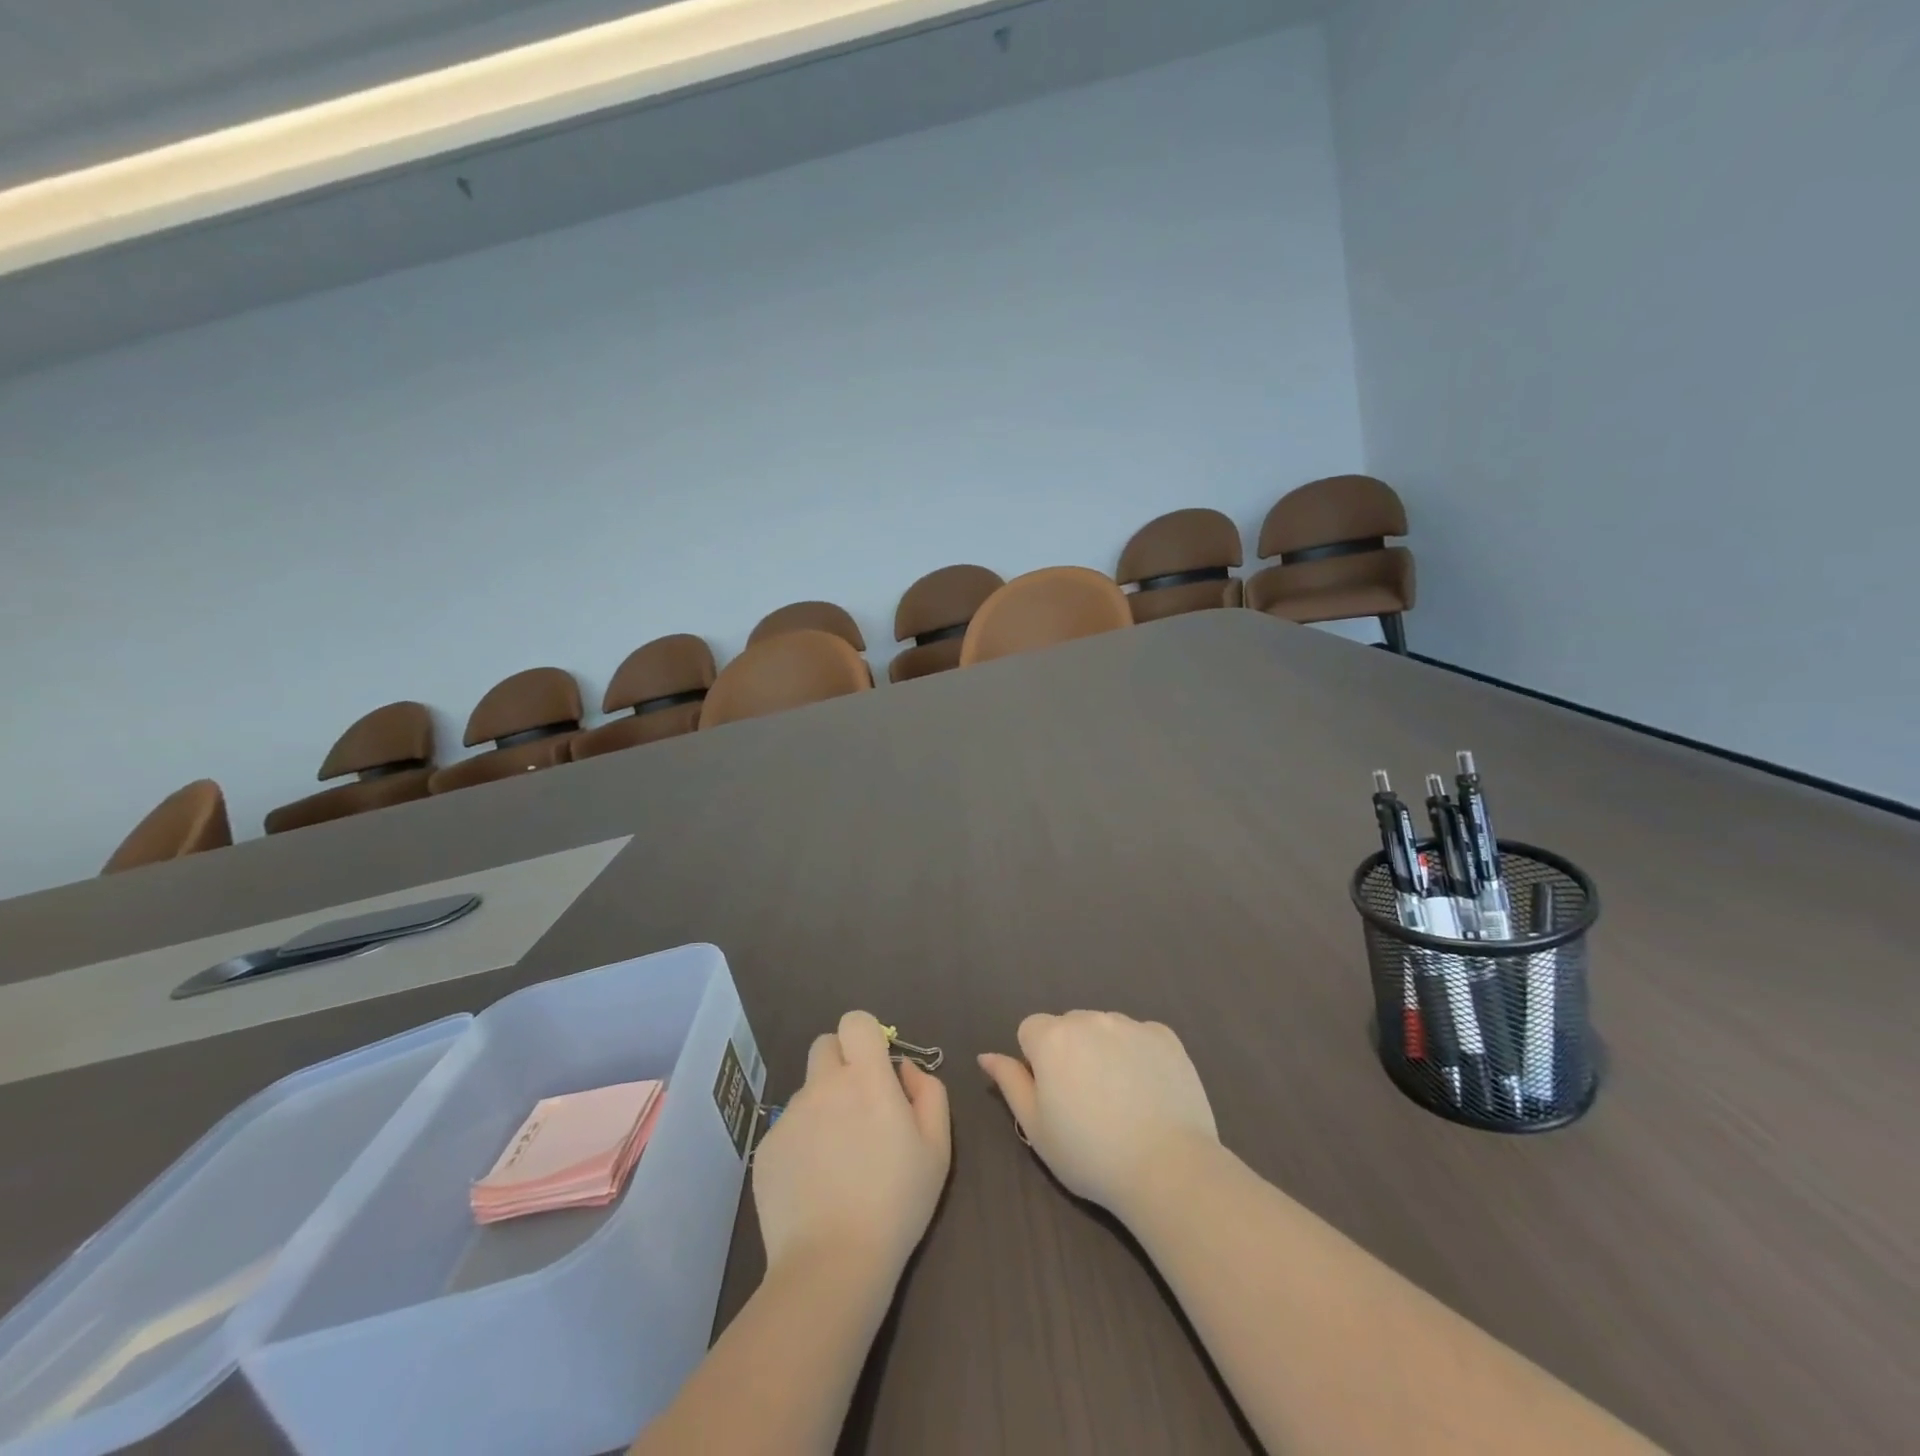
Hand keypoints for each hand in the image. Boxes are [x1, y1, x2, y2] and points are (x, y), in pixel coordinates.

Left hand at [752, 1011, 950, 1279]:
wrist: (833, 1263)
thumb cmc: (896, 1201)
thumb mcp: (937, 1146)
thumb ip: (928, 1092)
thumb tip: (905, 1070)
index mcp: (866, 1078)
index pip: (855, 1022)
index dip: (866, 1037)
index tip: (877, 1067)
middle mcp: (823, 1086)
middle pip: (824, 1045)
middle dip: (841, 1063)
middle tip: (858, 1106)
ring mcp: (789, 1117)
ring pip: (807, 1090)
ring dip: (823, 1106)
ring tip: (838, 1159)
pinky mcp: (766, 1148)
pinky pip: (788, 1128)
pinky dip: (802, 1143)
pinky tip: (815, 1183)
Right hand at [978, 1011, 1218, 1216]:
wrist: (1167, 1168)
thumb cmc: (1090, 1155)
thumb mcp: (1036, 1127)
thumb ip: (1010, 1083)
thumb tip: (987, 1055)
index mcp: (1052, 1038)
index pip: (1030, 1031)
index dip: (1036, 1063)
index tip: (1053, 1097)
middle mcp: (1089, 1019)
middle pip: (1068, 1025)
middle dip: (1070, 1051)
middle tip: (1086, 1101)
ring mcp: (1130, 1024)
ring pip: (1104, 1028)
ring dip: (1103, 1050)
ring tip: (1121, 1099)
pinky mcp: (1165, 1036)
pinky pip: (1140, 1037)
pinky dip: (1138, 1055)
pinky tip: (1148, 1091)